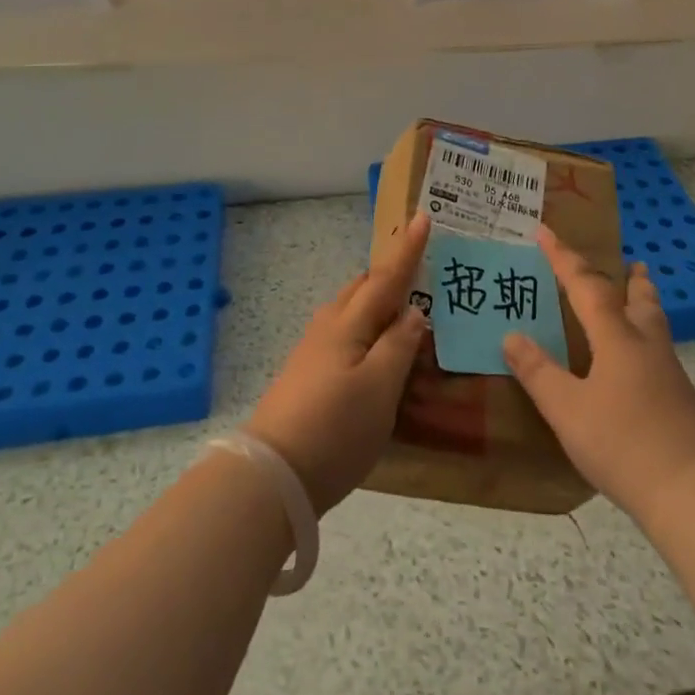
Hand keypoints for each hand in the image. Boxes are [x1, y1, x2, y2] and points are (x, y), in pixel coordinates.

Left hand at [245, 213, 431, 514]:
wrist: (270, 477)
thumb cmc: (334, 429)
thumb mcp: (380, 389)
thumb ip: (399, 346)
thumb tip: (413, 313)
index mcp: (349, 323)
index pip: (386, 277)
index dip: (408, 250)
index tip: (423, 217)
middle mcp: (329, 327)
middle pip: (364, 287)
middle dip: (391, 272)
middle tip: (421, 265)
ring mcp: (314, 351)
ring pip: (352, 310)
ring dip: (378, 300)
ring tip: (404, 308)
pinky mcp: (308, 375)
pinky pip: (345, 333)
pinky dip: (368, 328)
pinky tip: (377, 350)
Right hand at [504, 225, 694, 528]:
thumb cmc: (624, 444)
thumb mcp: (568, 410)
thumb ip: (538, 372)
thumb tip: (511, 335)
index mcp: (616, 338)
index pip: (585, 285)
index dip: (563, 258)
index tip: (545, 231)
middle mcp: (646, 345)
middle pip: (640, 299)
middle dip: (629, 279)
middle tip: (629, 263)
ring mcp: (670, 374)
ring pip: (655, 325)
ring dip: (644, 305)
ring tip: (638, 300)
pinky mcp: (682, 402)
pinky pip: (660, 353)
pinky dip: (647, 340)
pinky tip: (640, 365)